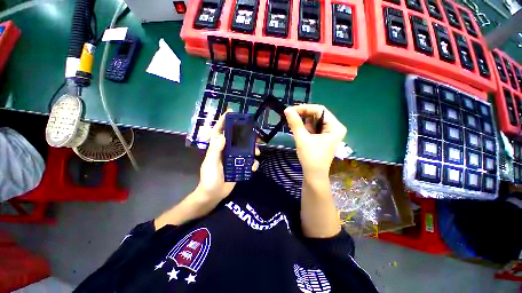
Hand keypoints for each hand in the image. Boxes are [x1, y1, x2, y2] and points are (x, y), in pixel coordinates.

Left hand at [196, 109, 259, 201]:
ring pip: (245, 150)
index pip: (220, 131)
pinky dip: (253, 163)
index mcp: (218, 148)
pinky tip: (254, 166)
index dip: (224, 121)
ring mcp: (234, 159)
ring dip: (253, 150)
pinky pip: (248, 162)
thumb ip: (216, 150)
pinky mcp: (239, 166)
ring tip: (258, 153)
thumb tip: (223, 136)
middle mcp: (227, 151)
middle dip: (246, 135)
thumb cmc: (209, 178)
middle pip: (237, 139)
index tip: (231, 112)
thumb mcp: (211, 163)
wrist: (214, 194)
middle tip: (255, 134)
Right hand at [284, 104, 346, 179]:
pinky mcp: (324, 137)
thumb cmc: (310, 157)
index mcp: (335, 126)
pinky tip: (302, 136)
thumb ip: (295, 123)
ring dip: (304, 124)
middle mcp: (335, 127)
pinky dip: (306, 129)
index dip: (304, 108)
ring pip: (314, 121)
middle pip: (318, 114)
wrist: (314, 175)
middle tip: (291, 120)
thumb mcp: (302, 138)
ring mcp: (330, 132)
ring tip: (299, 134)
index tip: (290, 111)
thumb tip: (287, 109)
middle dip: (304, 117)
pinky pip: (314, 128)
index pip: (319, 110)